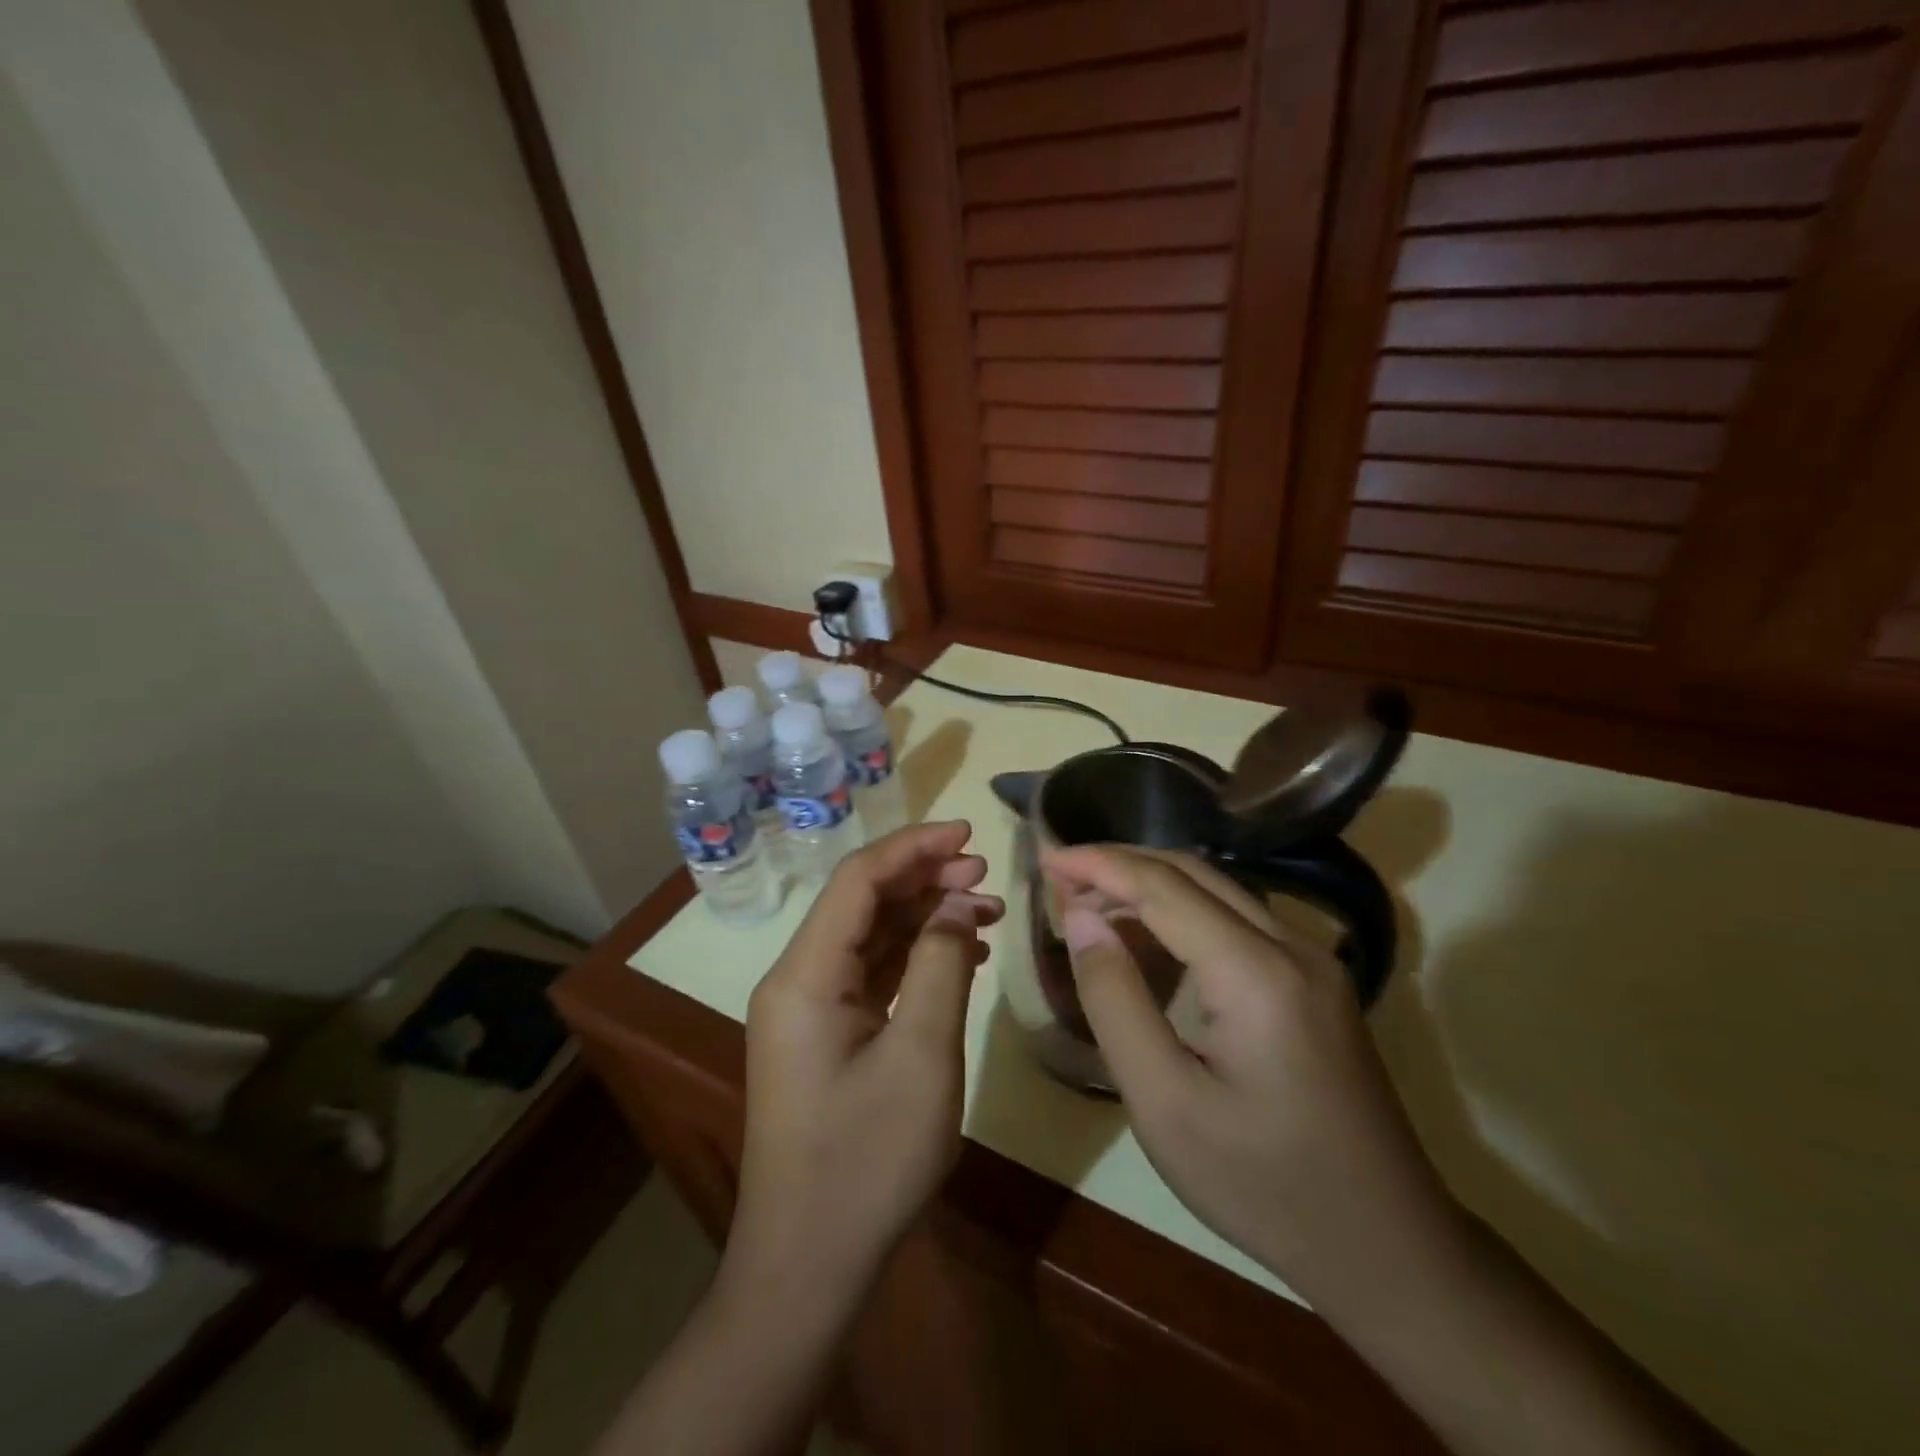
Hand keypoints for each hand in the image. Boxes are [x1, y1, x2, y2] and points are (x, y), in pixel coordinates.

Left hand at [727, 822, 1001, 1303]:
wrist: (808, 1267)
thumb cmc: (866, 1161)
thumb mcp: (922, 1056)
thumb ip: (942, 964)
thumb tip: (957, 901)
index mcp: (805, 975)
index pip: (857, 880)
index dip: (913, 847)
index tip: (968, 836)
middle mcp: (798, 980)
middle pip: (862, 902)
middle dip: (925, 879)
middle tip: (986, 875)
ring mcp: (809, 1010)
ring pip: (870, 937)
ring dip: (926, 918)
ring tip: (987, 910)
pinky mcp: (826, 1036)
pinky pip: (872, 974)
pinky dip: (916, 958)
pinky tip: (963, 956)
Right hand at [1042, 844, 1462, 1303]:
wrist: (1389, 1249)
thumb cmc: (1263, 1184)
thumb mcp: (1164, 1103)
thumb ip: (1115, 1000)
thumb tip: (1082, 919)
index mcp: (1256, 972)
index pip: (1163, 886)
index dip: (1099, 864)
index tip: (1046, 858)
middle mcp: (1292, 946)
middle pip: (1194, 873)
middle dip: (1122, 864)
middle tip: (1062, 877)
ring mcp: (1313, 962)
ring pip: (1218, 891)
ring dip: (1152, 885)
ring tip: (1092, 904)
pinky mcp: (1318, 984)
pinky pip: (1238, 921)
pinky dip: (1183, 912)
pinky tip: (1151, 938)